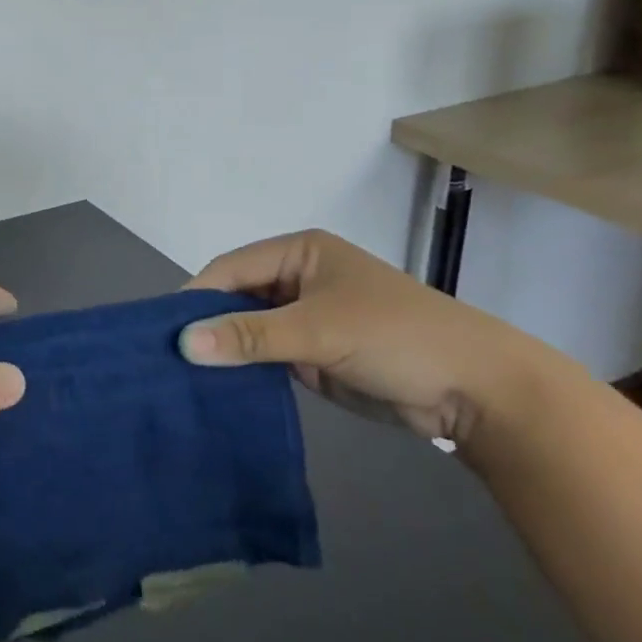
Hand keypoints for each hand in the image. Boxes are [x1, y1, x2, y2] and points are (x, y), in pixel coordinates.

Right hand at [181, 229, 536, 441]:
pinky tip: (217, 388)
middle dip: (207, 325)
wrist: (478, 390)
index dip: (197, 297)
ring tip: (182, 377)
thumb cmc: (396, 336)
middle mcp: (297, 278)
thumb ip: (250, 335)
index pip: (230, 268)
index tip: (163, 332)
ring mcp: (306, 318)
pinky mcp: (314, 354)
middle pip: (236, 297)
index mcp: (299, 252)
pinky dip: (245, 369)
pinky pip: (266, 356)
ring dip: (225, 350)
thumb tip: (182, 343)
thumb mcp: (319, 329)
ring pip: (248, 329)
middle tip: (166, 358)